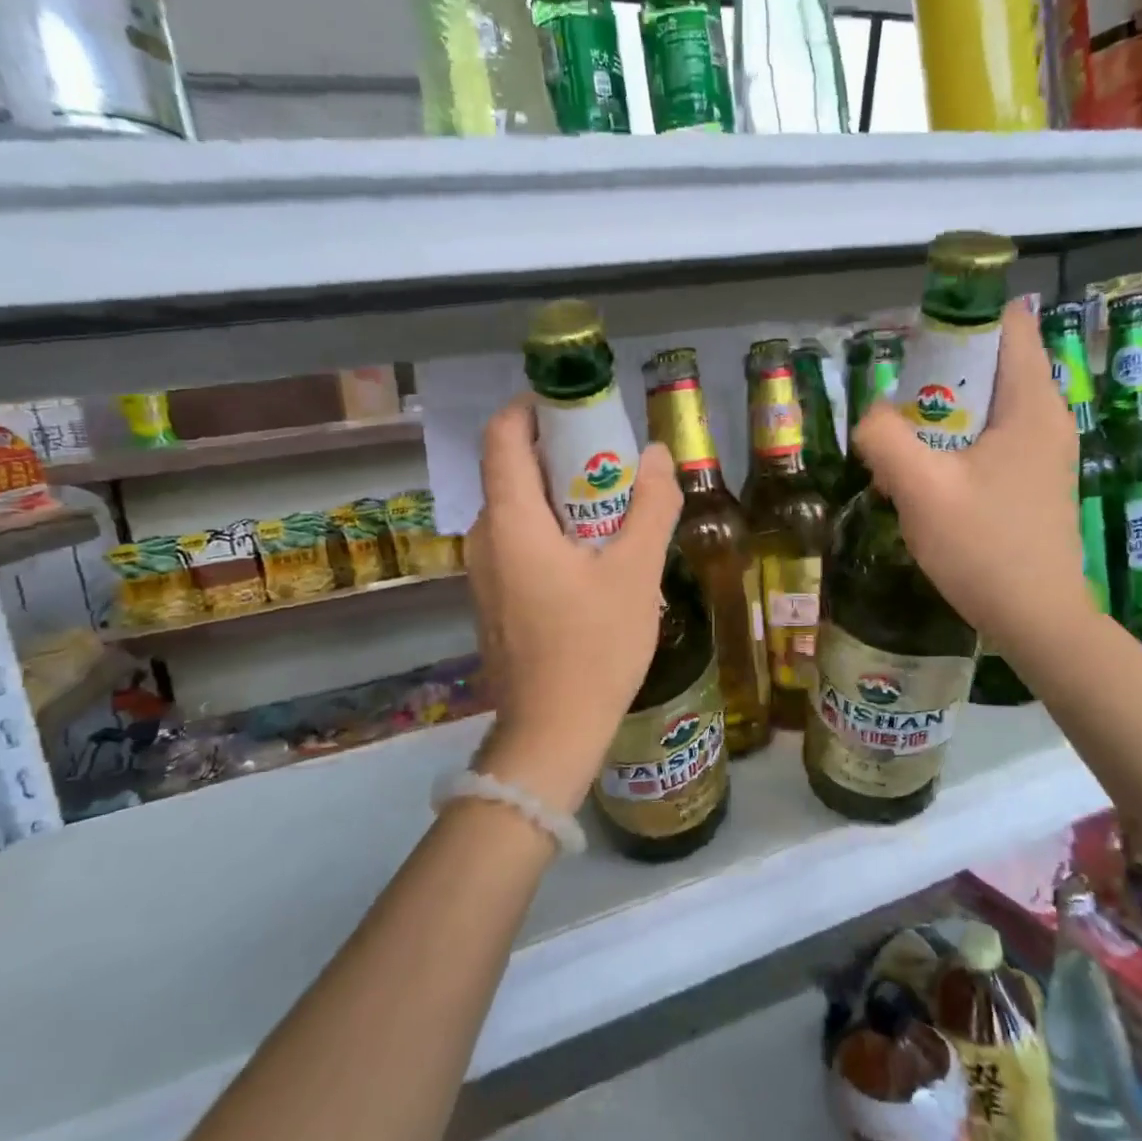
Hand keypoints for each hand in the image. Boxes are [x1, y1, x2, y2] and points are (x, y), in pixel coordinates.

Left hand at [465, 397, 681, 814]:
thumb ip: (650, 507)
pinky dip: (555, 531)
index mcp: (511, 521)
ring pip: (521, 510)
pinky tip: (597, 558)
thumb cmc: (594, 648)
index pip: (503, 435)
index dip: (535, 408)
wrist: (552, 732)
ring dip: (564, 497)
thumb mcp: (636, 573)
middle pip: (515, 471)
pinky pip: (521, 543)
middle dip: (564, 455)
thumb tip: (656, 455)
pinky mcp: (495, 599)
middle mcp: (486, 538)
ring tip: (618, 511)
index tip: (579, 408)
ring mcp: (485, 572)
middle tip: (617, 464)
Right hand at [853, 299, 1100, 660]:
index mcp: (1031, 404)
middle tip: (897, 414)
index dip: (959, 320)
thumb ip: (885, 438)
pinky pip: (990, 443)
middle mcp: (1046, 418)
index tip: (914, 350)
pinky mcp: (1035, 482)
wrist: (1037, 621)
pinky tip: (928, 486)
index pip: (1007, 323)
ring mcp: (1044, 452)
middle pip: (990, 365)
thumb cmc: (985, 549)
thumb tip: (872, 417)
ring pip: (985, 409)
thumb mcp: (920, 490)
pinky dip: (955, 449)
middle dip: (937, 380)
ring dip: (940, 421)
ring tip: (904, 456)